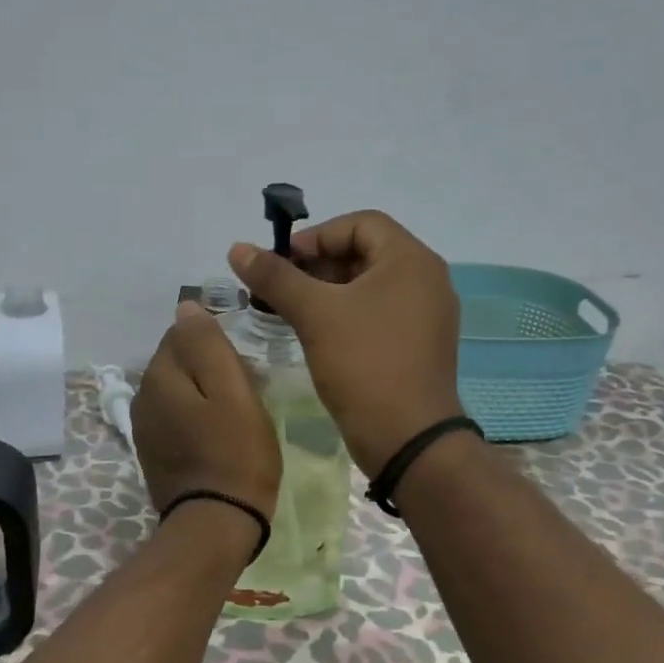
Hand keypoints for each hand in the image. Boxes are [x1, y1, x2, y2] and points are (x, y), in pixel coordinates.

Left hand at [132, 301, 281, 521]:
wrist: (215, 524)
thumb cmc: (235, 453)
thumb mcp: (232, 391)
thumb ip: (208, 344)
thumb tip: (186, 307)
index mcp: (158, 376)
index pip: (182, 333)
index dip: (216, 343)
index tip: (244, 367)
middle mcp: (141, 397)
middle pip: (178, 362)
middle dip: (208, 367)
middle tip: (246, 390)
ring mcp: (143, 428)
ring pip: (176, 391)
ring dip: (202, 394)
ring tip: (235, 414)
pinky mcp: (152, 453)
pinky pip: (175, 418)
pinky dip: (194, 418)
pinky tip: (217, 436)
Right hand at [228, 211, 462, 476]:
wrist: (408, 439)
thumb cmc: (364, 364)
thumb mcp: (315, 315)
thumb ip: (276, 277)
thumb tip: (237, 248)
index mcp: (411, 260)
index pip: (361, 223)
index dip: (316, 237)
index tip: (283, 264)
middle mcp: (426, 279)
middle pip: (365, 252)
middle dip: (317, 265)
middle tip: (280, 289)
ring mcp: (426, 314)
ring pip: (369, 285)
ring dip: (327, 291)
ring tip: (290, 311)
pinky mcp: (419, 343)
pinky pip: (378, 312)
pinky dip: (346, 314)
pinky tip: (317, 334)